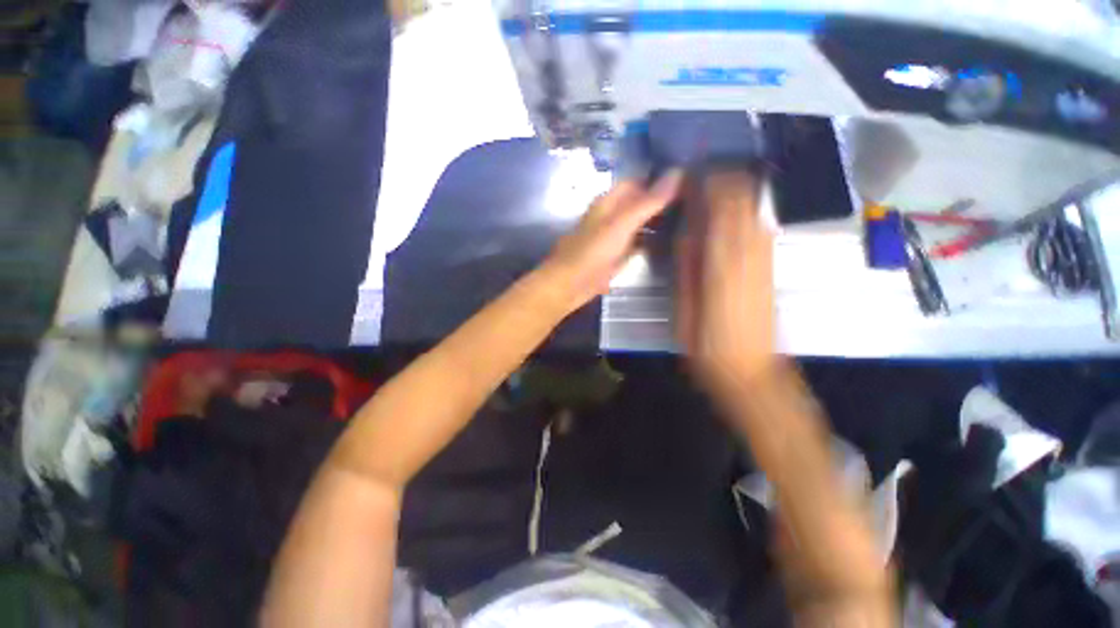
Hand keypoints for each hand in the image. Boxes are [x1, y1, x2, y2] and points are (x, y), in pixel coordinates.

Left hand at [543, 172, 682, 311]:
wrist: (569, 285)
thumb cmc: (592, 252)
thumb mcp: (621, 224)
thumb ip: (648, 202)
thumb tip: (678, 172)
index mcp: (609, 201)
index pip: (639, 181)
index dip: (661, 179)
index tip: (691, 179)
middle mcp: (612, 215)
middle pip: (640, 202)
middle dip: (663, 201)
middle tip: (697, 202)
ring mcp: (614, 236)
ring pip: (640, 223)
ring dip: (659, 221)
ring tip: (692, 220)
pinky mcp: (616, 255)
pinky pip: (638, 243)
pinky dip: (652, 241)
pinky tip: (672, 243)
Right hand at [676, 169, 776, 396]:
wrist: (752, 372)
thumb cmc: (708, 346)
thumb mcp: (685, 309)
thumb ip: (686, 267)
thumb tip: (686, 234)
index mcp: (723, 263)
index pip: (720, 206)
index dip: (707, 183)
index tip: (690, 173)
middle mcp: (750, 253)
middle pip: (743, 198)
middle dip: (723, 179)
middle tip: (699, 176)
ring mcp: (765, 258)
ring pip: (755, 207)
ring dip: (735, 191)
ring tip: (712, 188)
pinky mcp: (771, 266)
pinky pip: (761, 226)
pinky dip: (745, 210)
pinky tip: (730, 214)